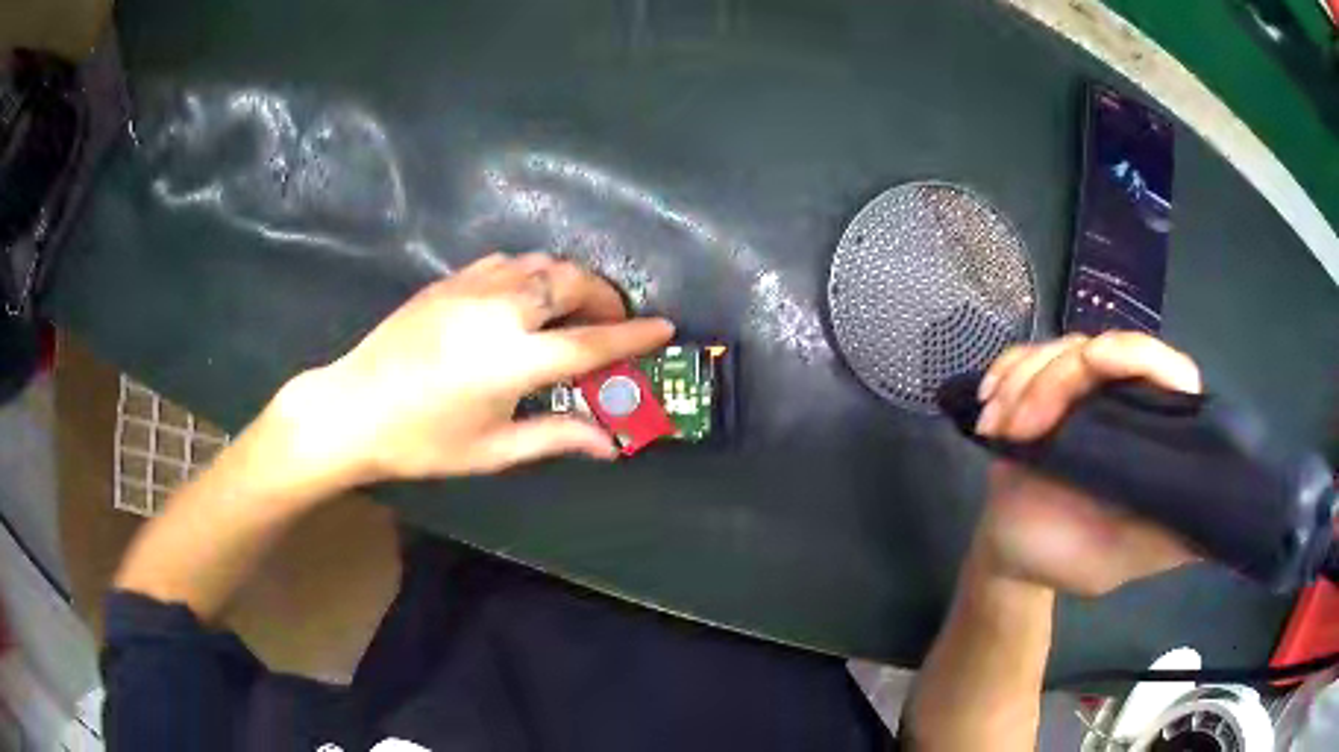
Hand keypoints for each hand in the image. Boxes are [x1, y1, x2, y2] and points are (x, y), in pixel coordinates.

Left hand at [274, 252, 673, 483]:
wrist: (352, 408)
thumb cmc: (423, 441)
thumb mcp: (494, 449)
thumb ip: (557, 437)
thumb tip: (610, 443)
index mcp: (514, 360)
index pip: (591, 342)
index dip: (634, 336)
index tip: (665, 327)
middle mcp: (499, 311)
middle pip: (572, 284)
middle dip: (606, 298)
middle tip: (615, 322)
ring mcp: (472, 287)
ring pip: (541, 263)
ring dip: (571, 281)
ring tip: (576, 308)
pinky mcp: (450, 279)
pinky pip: (508, 262)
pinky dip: (534, 273)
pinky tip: (528, 296)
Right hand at [970, 332, 1200, 595]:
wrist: (1014, 557)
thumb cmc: (1071, 560)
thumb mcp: (1126, 558)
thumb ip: (1172, 535)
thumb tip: (1223, 515)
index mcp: (1154, 436)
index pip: (1170, 372)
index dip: (1140, 354)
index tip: (1096, 362)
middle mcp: (1125, 402)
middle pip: (1101, 348)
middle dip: (1053, 380)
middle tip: (1022, 428)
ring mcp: (1084, 392)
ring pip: (1058, 349)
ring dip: (1021, 383)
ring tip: (999, 430)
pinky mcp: (1044, 389)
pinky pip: (1024, 357)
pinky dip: (1004, 375)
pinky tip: (989, 409)